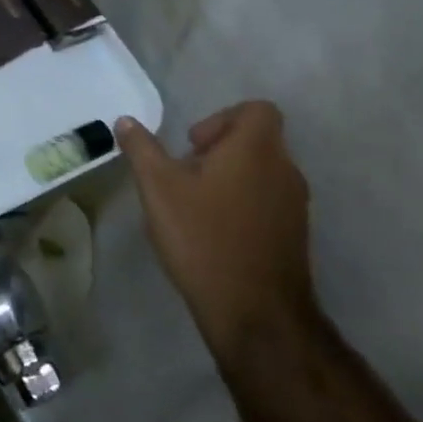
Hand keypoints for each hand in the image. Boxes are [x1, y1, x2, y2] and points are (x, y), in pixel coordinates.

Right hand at [116, 102, 314, 361]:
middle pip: (256, 141)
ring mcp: (295, 205)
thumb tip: (126, 121)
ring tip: (194, 207)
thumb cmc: (203, 236)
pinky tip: (213, 234)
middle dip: (218, 152)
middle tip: (184, 176)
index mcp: (256, 148)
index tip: (192, 146)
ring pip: (261, 173)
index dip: (222, 119)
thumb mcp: (158, 188)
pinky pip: (267, 203)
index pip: (257, 110)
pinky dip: (242, 206)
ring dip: (229, 180)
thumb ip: (142, 149)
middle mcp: (285, 169)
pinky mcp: (294, 235)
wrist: (254, 311)